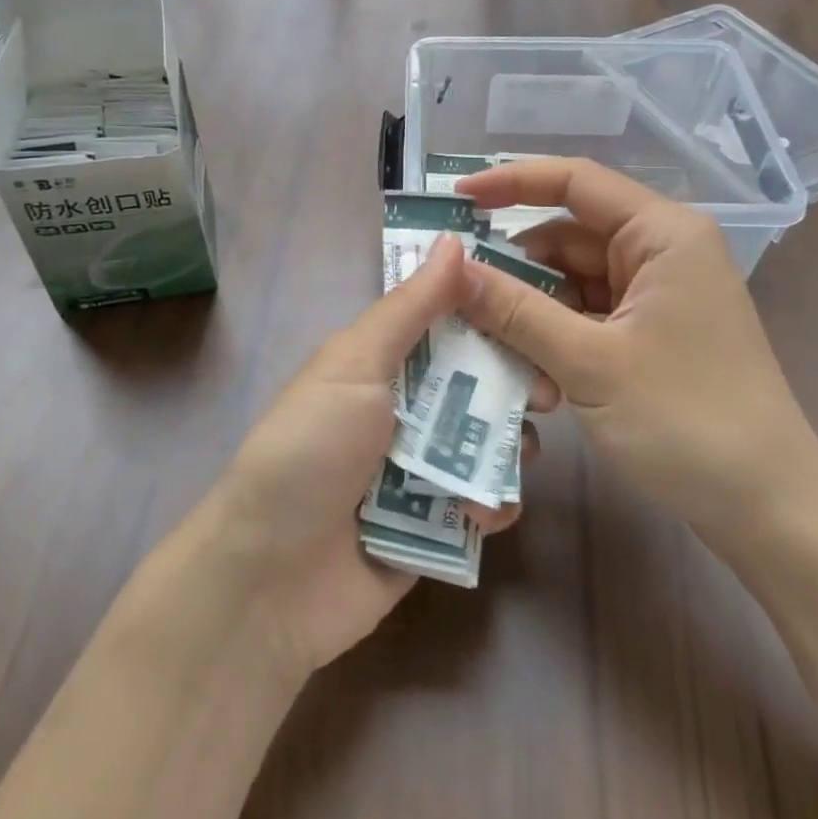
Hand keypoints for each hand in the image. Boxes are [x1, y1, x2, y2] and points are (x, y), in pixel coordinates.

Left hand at [203, 234, 525, 675]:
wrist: (270, 578)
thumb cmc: (310, 450)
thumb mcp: (354, 366)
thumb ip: (409, 309)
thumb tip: (454, 240)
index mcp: (381, 366)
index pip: (449, 326)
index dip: (493, 318)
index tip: (539, 313)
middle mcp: (404, 412)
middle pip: (477, 386)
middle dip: (514, 387)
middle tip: (546, 395)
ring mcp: (419, 472)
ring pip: (487, 446)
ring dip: (506, 450)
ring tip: (514, 457)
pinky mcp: (434, 527)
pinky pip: (482, 506)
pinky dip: (491, 506)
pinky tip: (482, 513)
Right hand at [455, 157, 817, 555]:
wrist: (769, 510)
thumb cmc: (687, 422)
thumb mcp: (588, 362)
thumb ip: (514, 310)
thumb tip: (450, 268)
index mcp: (662, 234)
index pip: (575, 181)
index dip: (511, 181)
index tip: (456, 200)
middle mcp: (661, 253)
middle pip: (567, 238)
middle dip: (515, 272)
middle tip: (458, 300)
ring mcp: (657, 296)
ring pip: (571, 283)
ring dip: (532, 317)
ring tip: (500, 359)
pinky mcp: (651, 333)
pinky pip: (586, 318)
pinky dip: (556, 341)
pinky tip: (537, 385)